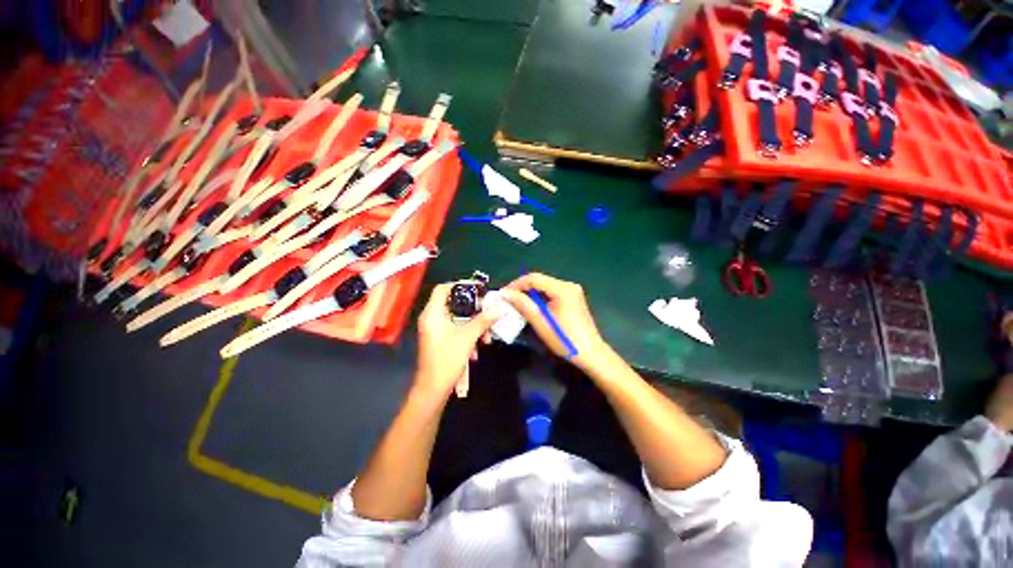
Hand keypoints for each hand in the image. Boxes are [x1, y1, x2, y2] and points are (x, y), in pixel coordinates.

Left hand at [415, 283, 502, 400]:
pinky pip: (456, 331)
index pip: (443, 289)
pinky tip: (476, 351)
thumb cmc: (447, 359)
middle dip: (474, 311)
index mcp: (433, 313)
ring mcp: (435, 330)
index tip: (478, 289)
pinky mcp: (440, 340)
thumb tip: (501, 308)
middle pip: (454, 304)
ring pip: (458, 320)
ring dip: (474, 327)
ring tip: (486, 338)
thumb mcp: (468, 337)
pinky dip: (468, 336)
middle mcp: (432, 318)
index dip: (460, 285)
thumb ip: (484, 320)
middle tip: (488, 313)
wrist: (433, 390)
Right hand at [500, 273, 610, 370]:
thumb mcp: (540, 322)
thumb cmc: (565, 339)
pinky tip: (532, 307)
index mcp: (563, 289)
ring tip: (517, 304)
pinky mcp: (573, 298)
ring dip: (530, 294)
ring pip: (545, 286)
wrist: (590, 353)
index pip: (534, 278)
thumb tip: (505, 293)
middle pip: (540, 281)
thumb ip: (522, 305)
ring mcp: (572, 291)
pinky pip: (552, 292)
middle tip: (508, 300)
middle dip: (522, 289)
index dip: (516, 284)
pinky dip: (540, 298)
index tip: (503, 294)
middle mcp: (569, 285)